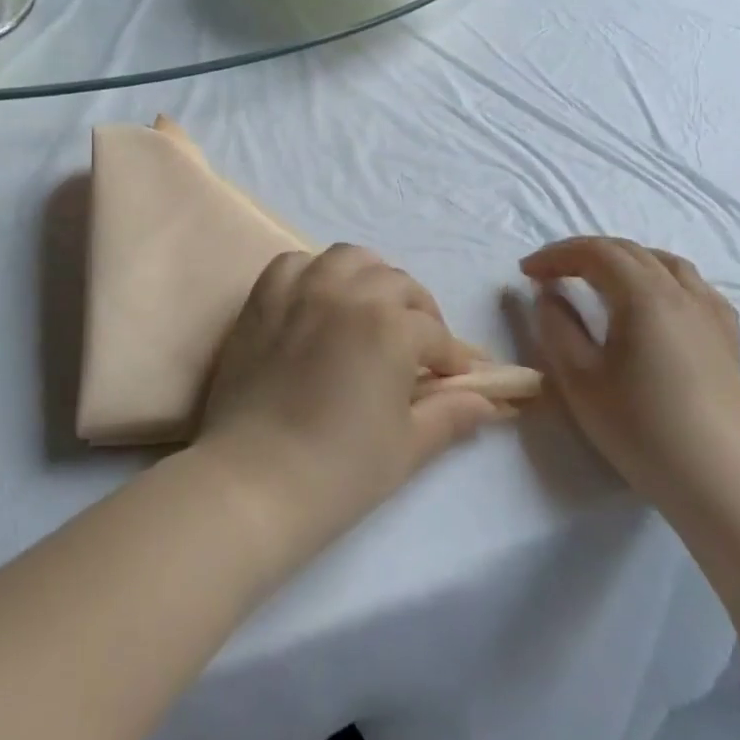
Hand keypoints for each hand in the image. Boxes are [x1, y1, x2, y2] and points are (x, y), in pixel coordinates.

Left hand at [192, 245, 499, 567]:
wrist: (252, 481)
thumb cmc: (339, 471)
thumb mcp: (407, 446)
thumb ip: (450, 414)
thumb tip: (487, 401)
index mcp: (390, 326)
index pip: (434, 333)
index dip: (450, 358)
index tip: (454, 379)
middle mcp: (348, 293)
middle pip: (397, 284)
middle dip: (418, 312)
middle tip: (418, 348)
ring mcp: (301, 289)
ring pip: (349, 258)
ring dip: (371, 278)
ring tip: (372, 311)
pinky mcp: (263, 298)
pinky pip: (295, 263)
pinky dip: (316, 273)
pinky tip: (320, 299)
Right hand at [520, 237, 739, 508]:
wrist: (720, 481)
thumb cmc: (641, 429)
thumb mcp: (579, 379)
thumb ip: (556, 327)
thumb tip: (548, 294)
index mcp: (643, 295)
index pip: (594, 252)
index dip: (555, 255)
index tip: (526, 271)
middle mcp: (680, 292)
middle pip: (628, 251)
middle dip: (584, 253)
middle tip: (551, 272)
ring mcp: (709, 312)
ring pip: (664, 262)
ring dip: (623, 260)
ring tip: (599, 278)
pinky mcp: (727, 337)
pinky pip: (693, 286)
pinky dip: (662, 278)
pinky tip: (655, 301)